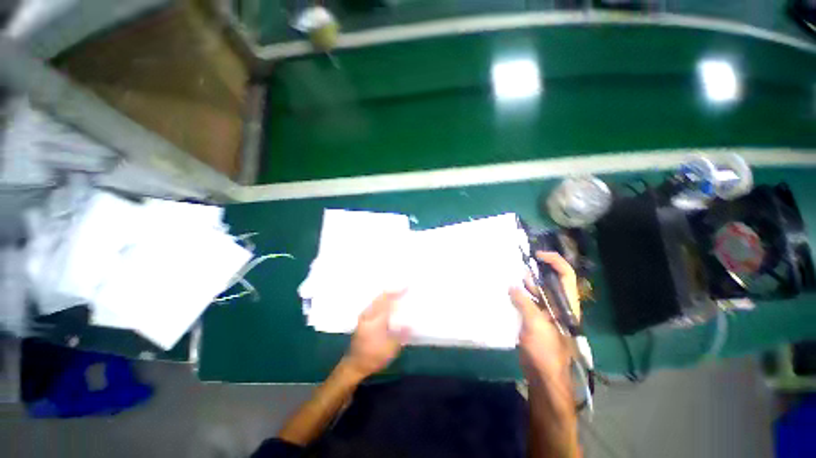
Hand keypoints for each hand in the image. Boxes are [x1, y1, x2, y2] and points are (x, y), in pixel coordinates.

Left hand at [343, 290, 408, 378]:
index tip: (407, 286)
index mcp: (376, 319)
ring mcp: (364, 316)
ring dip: (387, 295)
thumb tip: (410, 324)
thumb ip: (401, 334)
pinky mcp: (362, 319)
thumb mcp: (391, 348)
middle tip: (404, 288)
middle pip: (380, 297)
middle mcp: (368, 314)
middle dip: (392, 291)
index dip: (397, 292)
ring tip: (397, 293)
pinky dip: (382, 300)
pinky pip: (374, 304)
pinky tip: (387, 303)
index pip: (387, 300)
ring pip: (376, 299)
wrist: (355, 365)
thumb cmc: (374, 357)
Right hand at [510, 252, 580, 378]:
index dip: (554, 261)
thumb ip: (524, 302)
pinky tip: (506, 290)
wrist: (543, 374)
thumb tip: (512, 286)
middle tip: (517, 262)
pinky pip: (526, 301)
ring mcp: (545, 312)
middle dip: (535, 269)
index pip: (565, 276)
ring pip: (536, 291)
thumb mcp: (536, 324)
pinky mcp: (534, 318)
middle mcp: (557, 304)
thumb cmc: (546, 350)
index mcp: (565, 304)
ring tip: (509, 273)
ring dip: (524, 282)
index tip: (537, 255)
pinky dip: (518, 294)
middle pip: (549, 281)